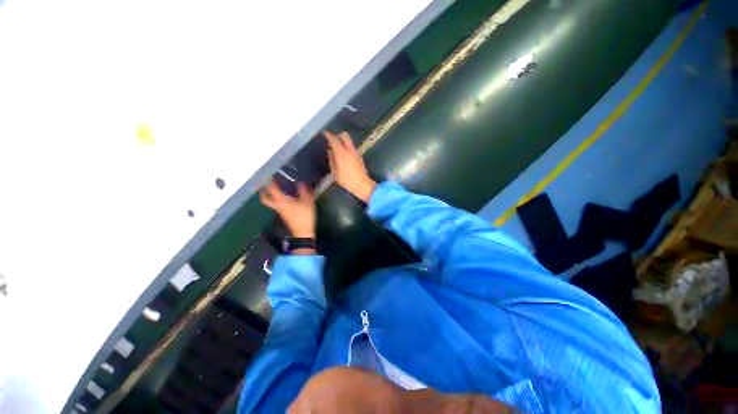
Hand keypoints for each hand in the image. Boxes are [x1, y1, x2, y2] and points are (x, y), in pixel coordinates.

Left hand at [260, 181, 315, 239]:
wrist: (303, 232)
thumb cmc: (304, 216)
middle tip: (267, 184)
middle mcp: (278, 205)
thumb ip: (304, 191)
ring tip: (278, 188)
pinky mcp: (284, 214)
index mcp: (282, 200)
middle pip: (265, 198)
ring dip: (271, 195)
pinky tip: (286, 197)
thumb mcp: (307, 202)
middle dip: (264, 191)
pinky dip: (278, 199)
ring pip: (270, 201)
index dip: (271, 181)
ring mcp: (280, 211)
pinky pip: (277, 205)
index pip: (272, 189)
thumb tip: (301, 183)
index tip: (272, 175)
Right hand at [324, 131, 376, 202]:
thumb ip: (332, 160)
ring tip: (337, 148)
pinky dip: (347, 147)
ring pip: (349, 141)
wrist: (362, 184)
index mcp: (342, 153)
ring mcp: (356, 152)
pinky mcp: (359, 156)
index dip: (328, 135)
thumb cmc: (346, 180)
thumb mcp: (335, 172)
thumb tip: (330, 151)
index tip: (324, 133)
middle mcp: (350, 149)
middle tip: (332, 140)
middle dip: (338, 135)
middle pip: (344, 135)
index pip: (334, 140)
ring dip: (343, 142)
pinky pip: (352, 147)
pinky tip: (343, 154)